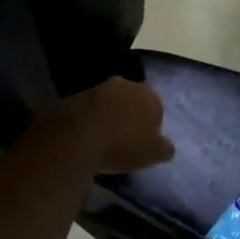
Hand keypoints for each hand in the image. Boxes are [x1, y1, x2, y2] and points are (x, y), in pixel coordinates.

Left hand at [43, 77, 174, 174]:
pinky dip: (88, 119)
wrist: (75, 139)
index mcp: (149, 95)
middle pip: (131, 100)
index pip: (156, 108)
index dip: (150, 125)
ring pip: (108, 102)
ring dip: (107, 115)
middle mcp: (125, 84)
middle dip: (129, 114)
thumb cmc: (122, 146)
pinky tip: (84, 136)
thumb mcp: (153, 154)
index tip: (143, 142)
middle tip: (123, 138)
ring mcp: (97, 88)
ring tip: (102, 139)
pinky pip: (87, 109)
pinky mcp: (73, 96)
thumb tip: (166, 146)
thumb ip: (164, 148)